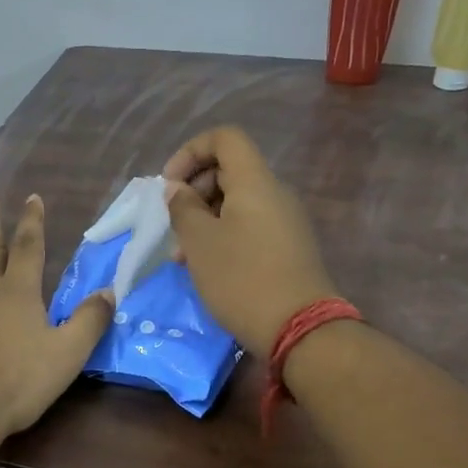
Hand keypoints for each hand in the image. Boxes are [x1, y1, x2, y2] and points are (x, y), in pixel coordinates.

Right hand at [162, 126, 339, 348]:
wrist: (298, 328)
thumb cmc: (241, 278)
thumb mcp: (199, 242)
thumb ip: (183, 208)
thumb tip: (178, 190)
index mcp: (255, 182)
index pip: (225, 138)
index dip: (191, 151)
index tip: (170, 185)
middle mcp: (274, 193)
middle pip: (229, 170)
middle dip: (194, 190)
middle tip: (172, 224)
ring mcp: (284, 221)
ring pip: (236, 202)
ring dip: (204, 219)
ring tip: (182, 255)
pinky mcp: (287, 248)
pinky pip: (249, 226)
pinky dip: (223, 235)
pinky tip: (206, 267)